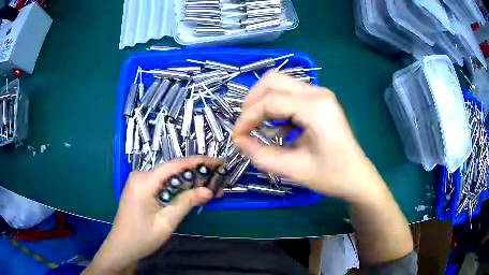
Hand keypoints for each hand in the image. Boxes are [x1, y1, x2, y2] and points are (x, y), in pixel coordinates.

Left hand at [83, 157, 219, 274]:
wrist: (122, 246)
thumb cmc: (142, 237)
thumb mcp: (166, 222)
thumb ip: (186, 203)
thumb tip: (208, 191)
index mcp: (144, 181)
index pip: (175, 165)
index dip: (198, 161)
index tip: (217, 162)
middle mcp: (140, 176)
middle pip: (172, 169)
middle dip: (195, 174)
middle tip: (216, 181)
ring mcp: (138, 181)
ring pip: (167, 176)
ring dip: (187, 182)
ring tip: (207, 189)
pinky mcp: (140, 188)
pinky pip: (161, 183)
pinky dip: (176, 188)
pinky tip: (188, 194)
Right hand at [233, 71, 379, 201]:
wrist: (357, 176)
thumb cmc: (332, 175)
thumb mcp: (294, 169)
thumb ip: (262, 155)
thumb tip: (238, 141)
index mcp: (315, 108)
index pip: (270, 101)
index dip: (247, 118)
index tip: (236, 137)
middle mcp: (317, 92)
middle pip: (272, 80)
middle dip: (252, 101)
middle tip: (244, 126)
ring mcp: (319, 94)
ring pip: (280, 83)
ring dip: (262, 102)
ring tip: (256, 126)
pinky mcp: (319, 100)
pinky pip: (289, 94)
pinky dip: (275, 107)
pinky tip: (276, 129)